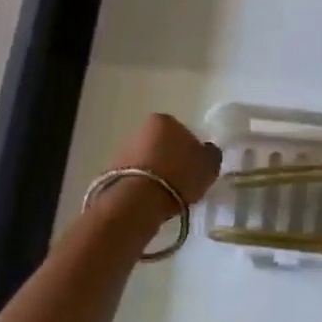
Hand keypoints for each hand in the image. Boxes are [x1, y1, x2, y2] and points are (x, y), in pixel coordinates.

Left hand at [106, 114, 222, 206]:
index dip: (192, 150)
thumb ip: (210, 154)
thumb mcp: (209, 164)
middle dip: (171, 160)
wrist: (138, 201)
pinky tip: (152, 201)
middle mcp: (140, 129)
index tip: (196, 168)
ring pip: (147, 161)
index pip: (183, 131)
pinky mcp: (111, 172)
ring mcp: (122, 150)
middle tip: (183, 181)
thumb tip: (206, 151)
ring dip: (157, 174)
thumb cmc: (179, 175)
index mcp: (164, 120)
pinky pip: (135, 177)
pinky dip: (144, 186)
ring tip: (167, 195)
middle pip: (162, 145)